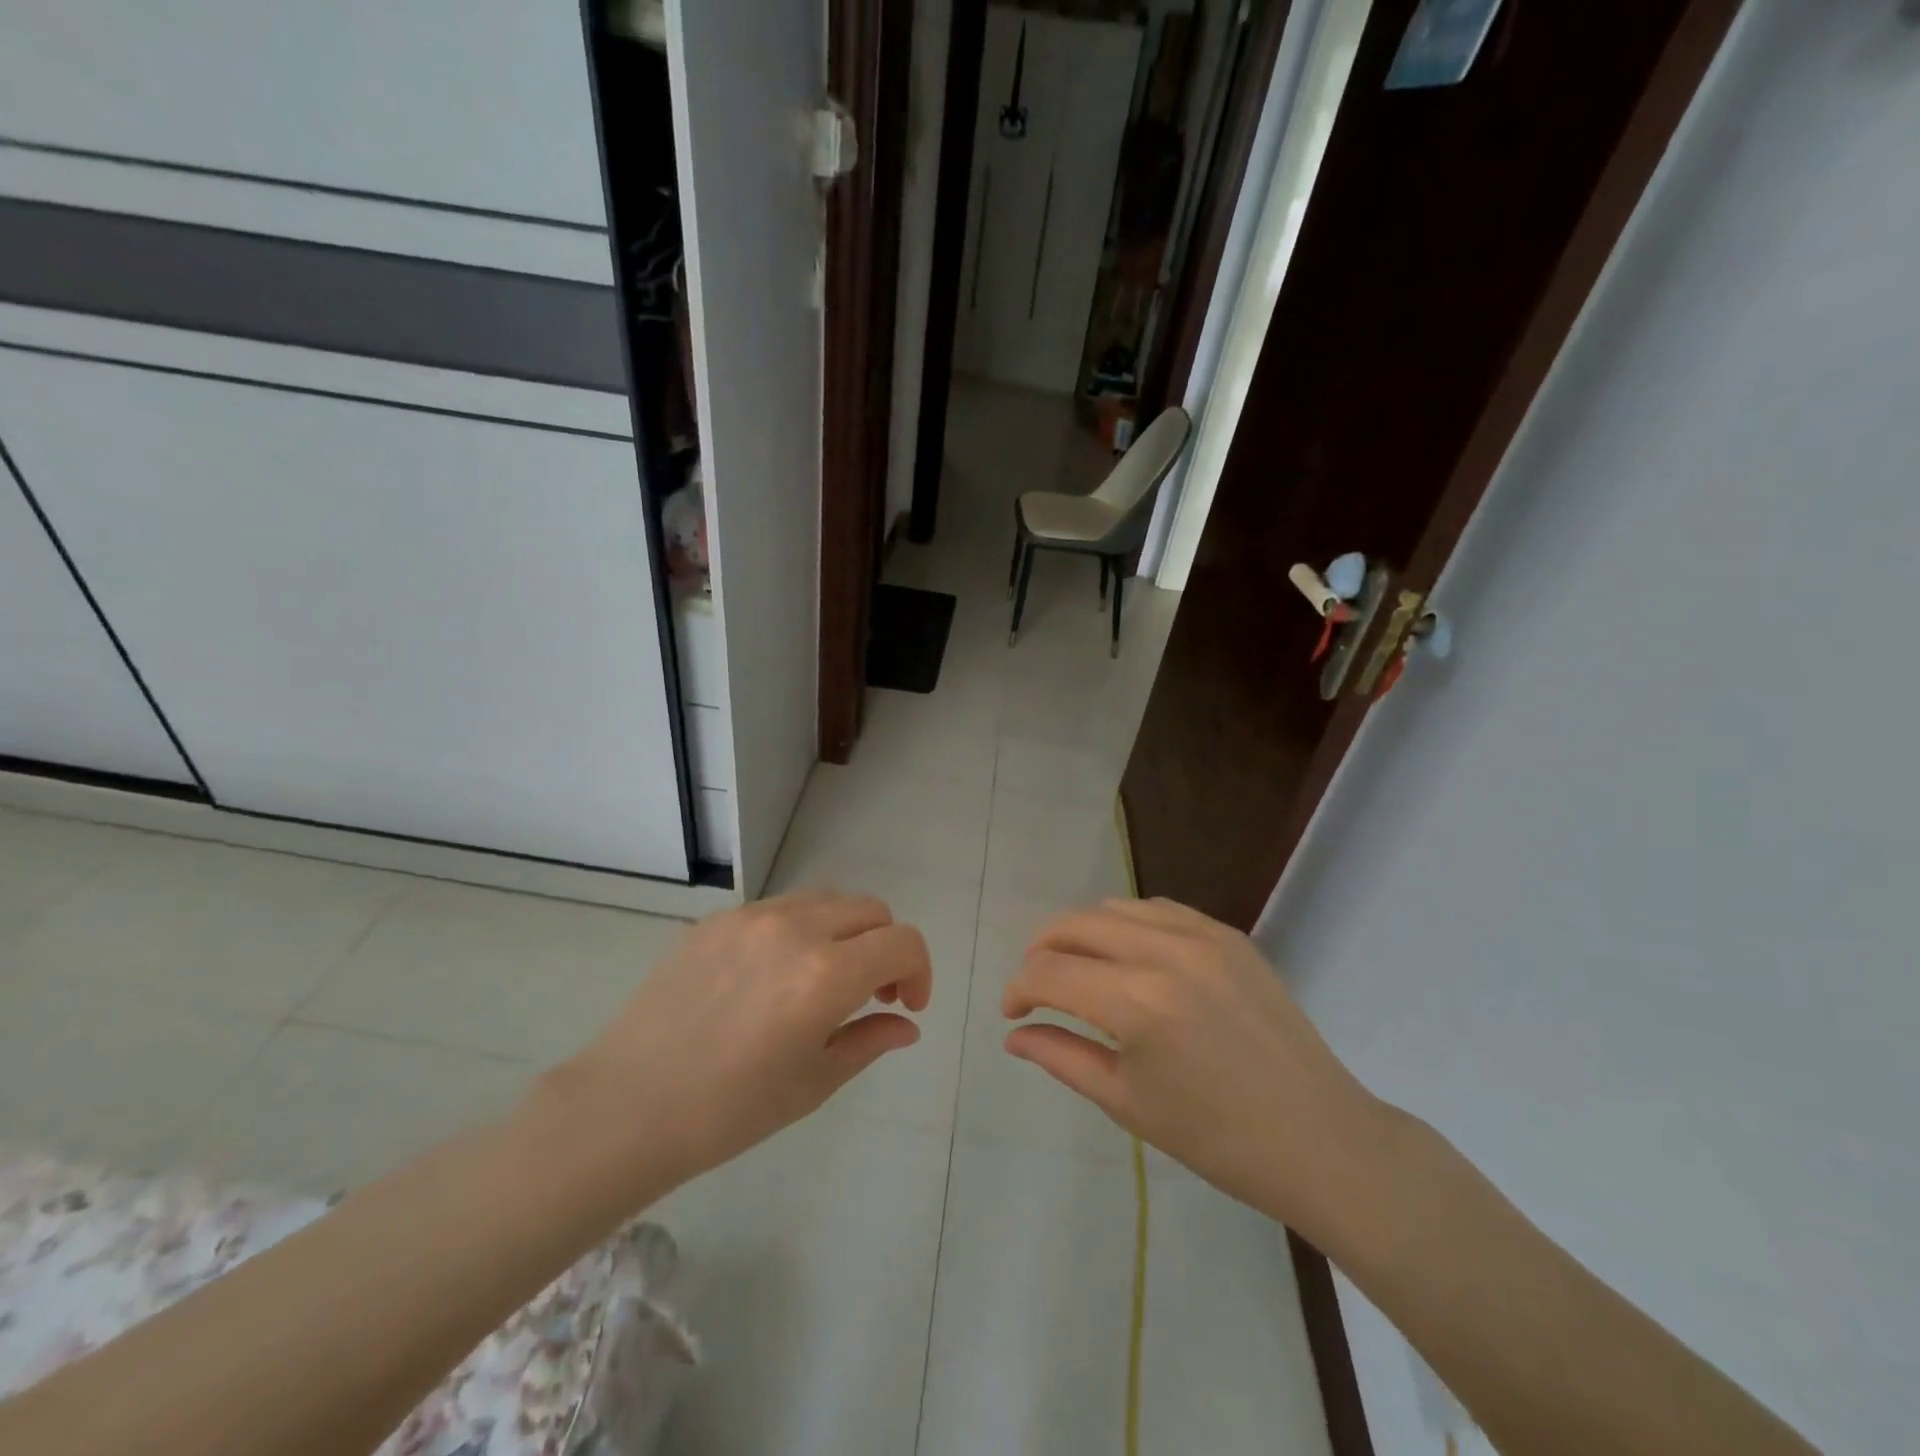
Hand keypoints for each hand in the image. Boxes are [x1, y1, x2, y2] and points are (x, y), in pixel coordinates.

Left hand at [543, 889, 931, 1200]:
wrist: (627, 1105)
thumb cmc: (729, 1110)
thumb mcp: (813, 1082)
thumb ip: (869, 1040)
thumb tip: (906, 1023)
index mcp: (826, 974)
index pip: (902, 942)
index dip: (920, 970)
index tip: (906, 1005)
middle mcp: (796, 928)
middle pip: (871, 910)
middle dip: (886, 947)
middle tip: (873, 993)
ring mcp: (753, 917)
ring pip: (828, 900)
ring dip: (846, 932)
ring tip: (826, 978)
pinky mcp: (718, 919)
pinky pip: (781, 908)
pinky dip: (803, 930)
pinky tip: (776, 975)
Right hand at [1002, 897, 1386, 1240]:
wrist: (1321, 1139)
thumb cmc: (1217, 1139)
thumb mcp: (1127, 1102)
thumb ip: (1062, 1057)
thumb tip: (1014, 1034)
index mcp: (1136, 1002)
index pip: (1050, 974)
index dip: (1018, 990)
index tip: (1012, 1013)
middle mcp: (1164, 952)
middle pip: (1075, 925)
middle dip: (1041, 951)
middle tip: (1036, 986)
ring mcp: (1202, 935)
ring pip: (1114, 908)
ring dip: (1083, 933)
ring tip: (1080, 970)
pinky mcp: (1229, 935)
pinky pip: (1159, 910)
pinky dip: (1128, 925)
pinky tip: (1129, 957)